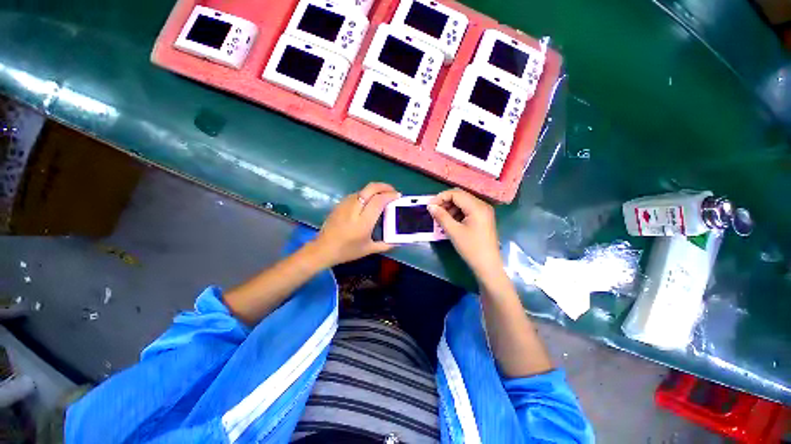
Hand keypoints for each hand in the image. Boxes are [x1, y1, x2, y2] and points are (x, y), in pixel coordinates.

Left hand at [311, 182, 399, 266]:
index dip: (390, 196)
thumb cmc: (347, 251)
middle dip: (384, 186)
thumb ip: (385, 245)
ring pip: (363, 190)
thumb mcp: (368, 249)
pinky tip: (369, 200)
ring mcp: (345, 205)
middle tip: (392, 191)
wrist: (323, 249)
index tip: (398, 196)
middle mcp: (354, 210)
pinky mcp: (340, 204)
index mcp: (363, 222)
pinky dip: (366, 193)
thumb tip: (398, 241)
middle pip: (371, 189)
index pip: (379, 201)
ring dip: (375, 189)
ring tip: (383, 194)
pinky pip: (356, 194)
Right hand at [428, 188, 503, 280]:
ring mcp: (484, 211)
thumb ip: (441, 216)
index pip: (456, 194)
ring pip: (463, 202)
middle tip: (434, 212)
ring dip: (451, 208)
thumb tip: (430, 206)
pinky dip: (457, 213)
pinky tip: (451, 222)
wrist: (487, 265)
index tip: (430, 206)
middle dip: (445, 202)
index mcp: (477, 207)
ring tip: (442, 219)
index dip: (441, 197)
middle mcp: (482, 205)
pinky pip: (468, 209)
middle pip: (460, 196)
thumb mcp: (453, 231)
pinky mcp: (483, 218)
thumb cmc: (471, 248)